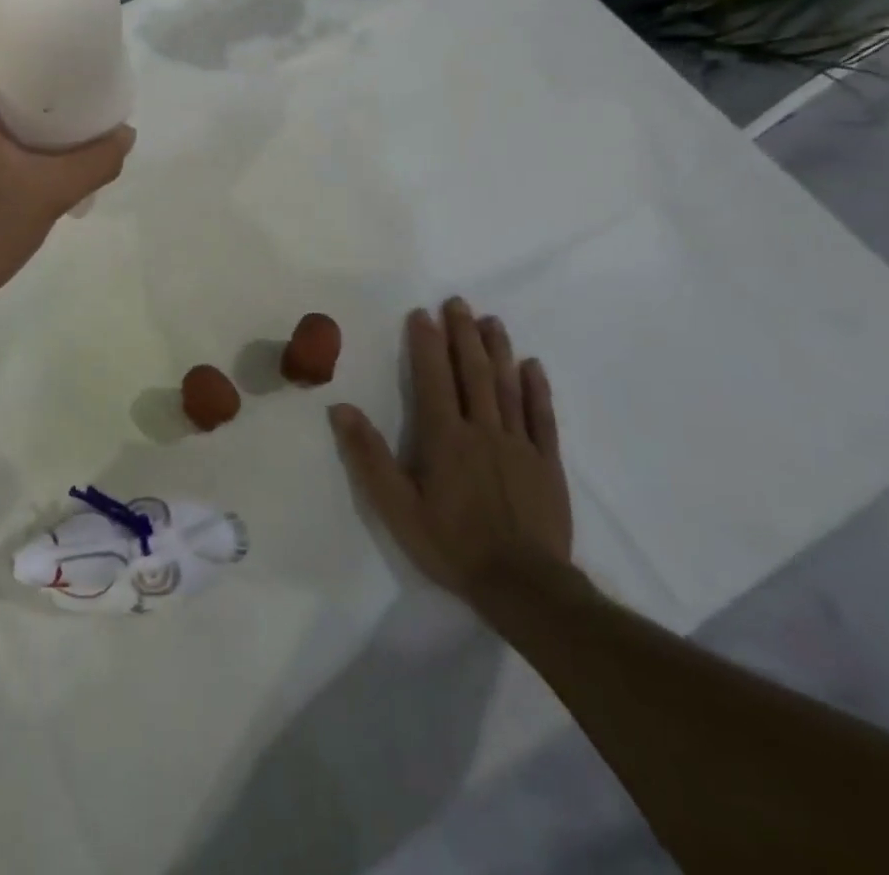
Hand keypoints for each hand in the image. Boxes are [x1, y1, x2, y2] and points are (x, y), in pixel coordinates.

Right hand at [329, 298, 572, 604]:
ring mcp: (519, 445)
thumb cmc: (452, 545)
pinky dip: (536, 389)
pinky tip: (532, 366)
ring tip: (491, 320)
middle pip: (472, 372)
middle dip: (462, 334)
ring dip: (497, 350)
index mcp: (445, 437)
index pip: (433, 378)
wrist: (525, 587)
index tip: (422, 313)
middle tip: (458, 302)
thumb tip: (341, 409)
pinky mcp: (547, 464)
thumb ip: (369, 457)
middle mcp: (482, 430)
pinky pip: (542, 418)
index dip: (426, 343)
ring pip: (506, 386)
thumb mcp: (397, 508)